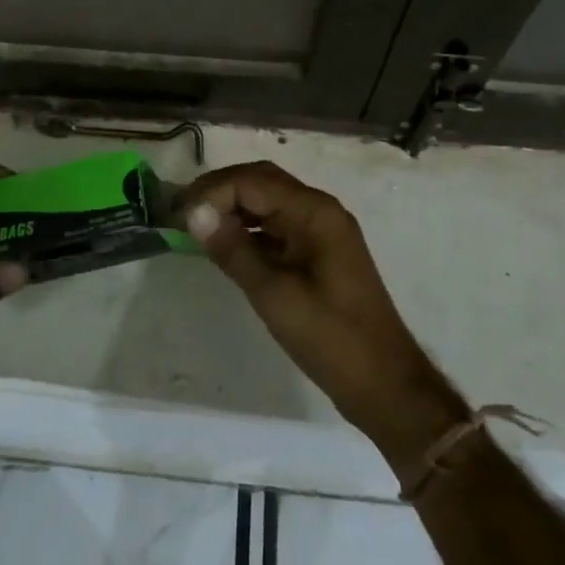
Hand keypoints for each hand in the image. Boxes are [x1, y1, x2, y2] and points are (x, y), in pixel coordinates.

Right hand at [182, 162, 467, 473]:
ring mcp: (322, 230)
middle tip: (182, 212)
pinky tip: (226, 245)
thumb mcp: (274, 295)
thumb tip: (194, 214)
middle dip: (220, 190)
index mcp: (315, 212)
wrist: (384, 382)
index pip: (253, 181)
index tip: (181, 217)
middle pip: (262, 181)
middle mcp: (320, 209)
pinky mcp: (319, 251)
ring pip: (269, 200)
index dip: (213, 192)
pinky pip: (278, 224)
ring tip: (196, 226)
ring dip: (233, 207)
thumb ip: (234, 250)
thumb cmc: (331, 338)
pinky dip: (249, 227)